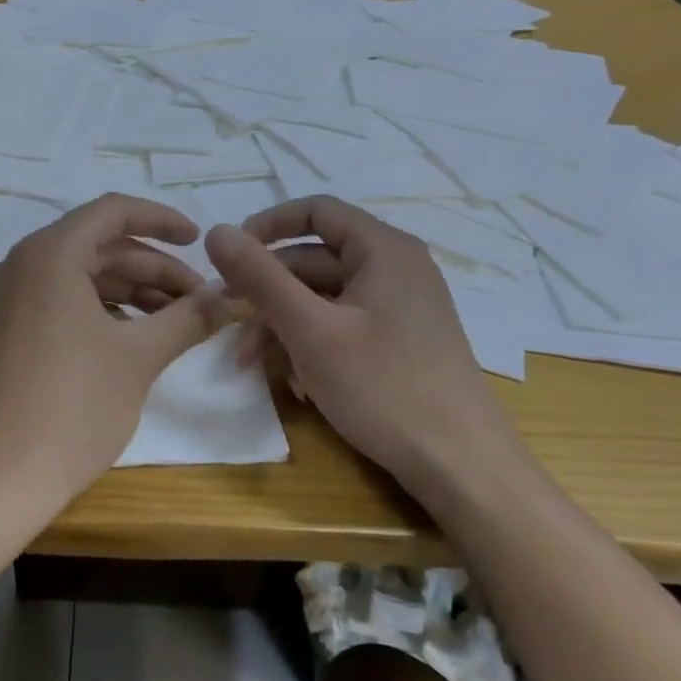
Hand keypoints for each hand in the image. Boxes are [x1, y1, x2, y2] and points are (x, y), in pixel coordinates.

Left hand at [0, 194, 230, 510]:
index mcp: (50, 253)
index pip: (113, 211)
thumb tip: (229, 296)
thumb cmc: (72, 406)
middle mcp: (24, 263)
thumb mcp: (138, 357)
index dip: (162, 220)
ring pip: (83, 276)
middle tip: (201, 300)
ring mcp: (10, 297)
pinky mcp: (8, 328)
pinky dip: (103, 310)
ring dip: (133, 291)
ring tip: (179, 321)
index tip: (200, 242)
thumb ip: (187, 318)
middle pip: (100, 246)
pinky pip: (63, 300)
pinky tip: (137, 337)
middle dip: (154, 268)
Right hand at [204, 197, 524, 506]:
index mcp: (383, 250)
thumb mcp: (310, 330)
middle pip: (314, 260)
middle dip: (267, 291)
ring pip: (323, 299)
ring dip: (283, 325)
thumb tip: (215, 231)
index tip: (230, 257)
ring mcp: (400, 308)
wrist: (464, 469)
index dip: (267, 226)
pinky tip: (296, 384)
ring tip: (251, 364)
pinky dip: (312, 345)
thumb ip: (260, 277)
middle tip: (227, 319)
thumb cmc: (385, 387)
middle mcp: (395, 268)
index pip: (315, 211)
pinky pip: (343, 326)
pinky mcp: (400, 342)